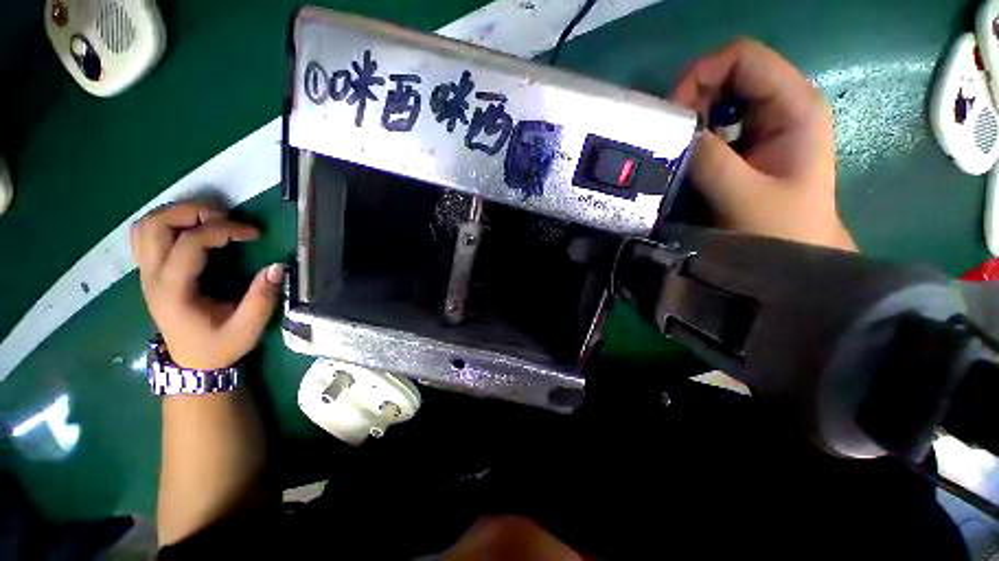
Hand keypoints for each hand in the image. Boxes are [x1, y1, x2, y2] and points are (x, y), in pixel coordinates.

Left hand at [131, 201, 283, 369]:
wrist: (191, 363)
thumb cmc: (219, 347)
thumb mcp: (247, 328)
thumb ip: (262, 298)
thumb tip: (278, 267)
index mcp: (174, 291)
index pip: (189, 244)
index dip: (222, 230)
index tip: (253, 233)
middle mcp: (152, 277)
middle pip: (156, 225)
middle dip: (192, 212)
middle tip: (226, 217)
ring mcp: (146, 273)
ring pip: (146, 225)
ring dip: (178, 214)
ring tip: (211, 220)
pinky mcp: (150, 272)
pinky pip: (146, 235)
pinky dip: (167, 223)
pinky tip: (192, 230)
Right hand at [670, 38, 855, 250]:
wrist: (795, 252)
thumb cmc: (779, 228)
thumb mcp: (741, 195)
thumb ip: (709, 159)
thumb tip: (672, 130)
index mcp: (794, 104)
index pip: (741, 57)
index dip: (700, 76)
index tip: (672, 115)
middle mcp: (784, 101)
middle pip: (728, 71)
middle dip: (692, 98)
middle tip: (670, 136)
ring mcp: (769, 119)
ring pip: (720, 95)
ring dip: (692, 117)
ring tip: (677, 147)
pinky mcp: (754, 138)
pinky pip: (718, 120)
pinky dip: (696, 132)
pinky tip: (688, 154)